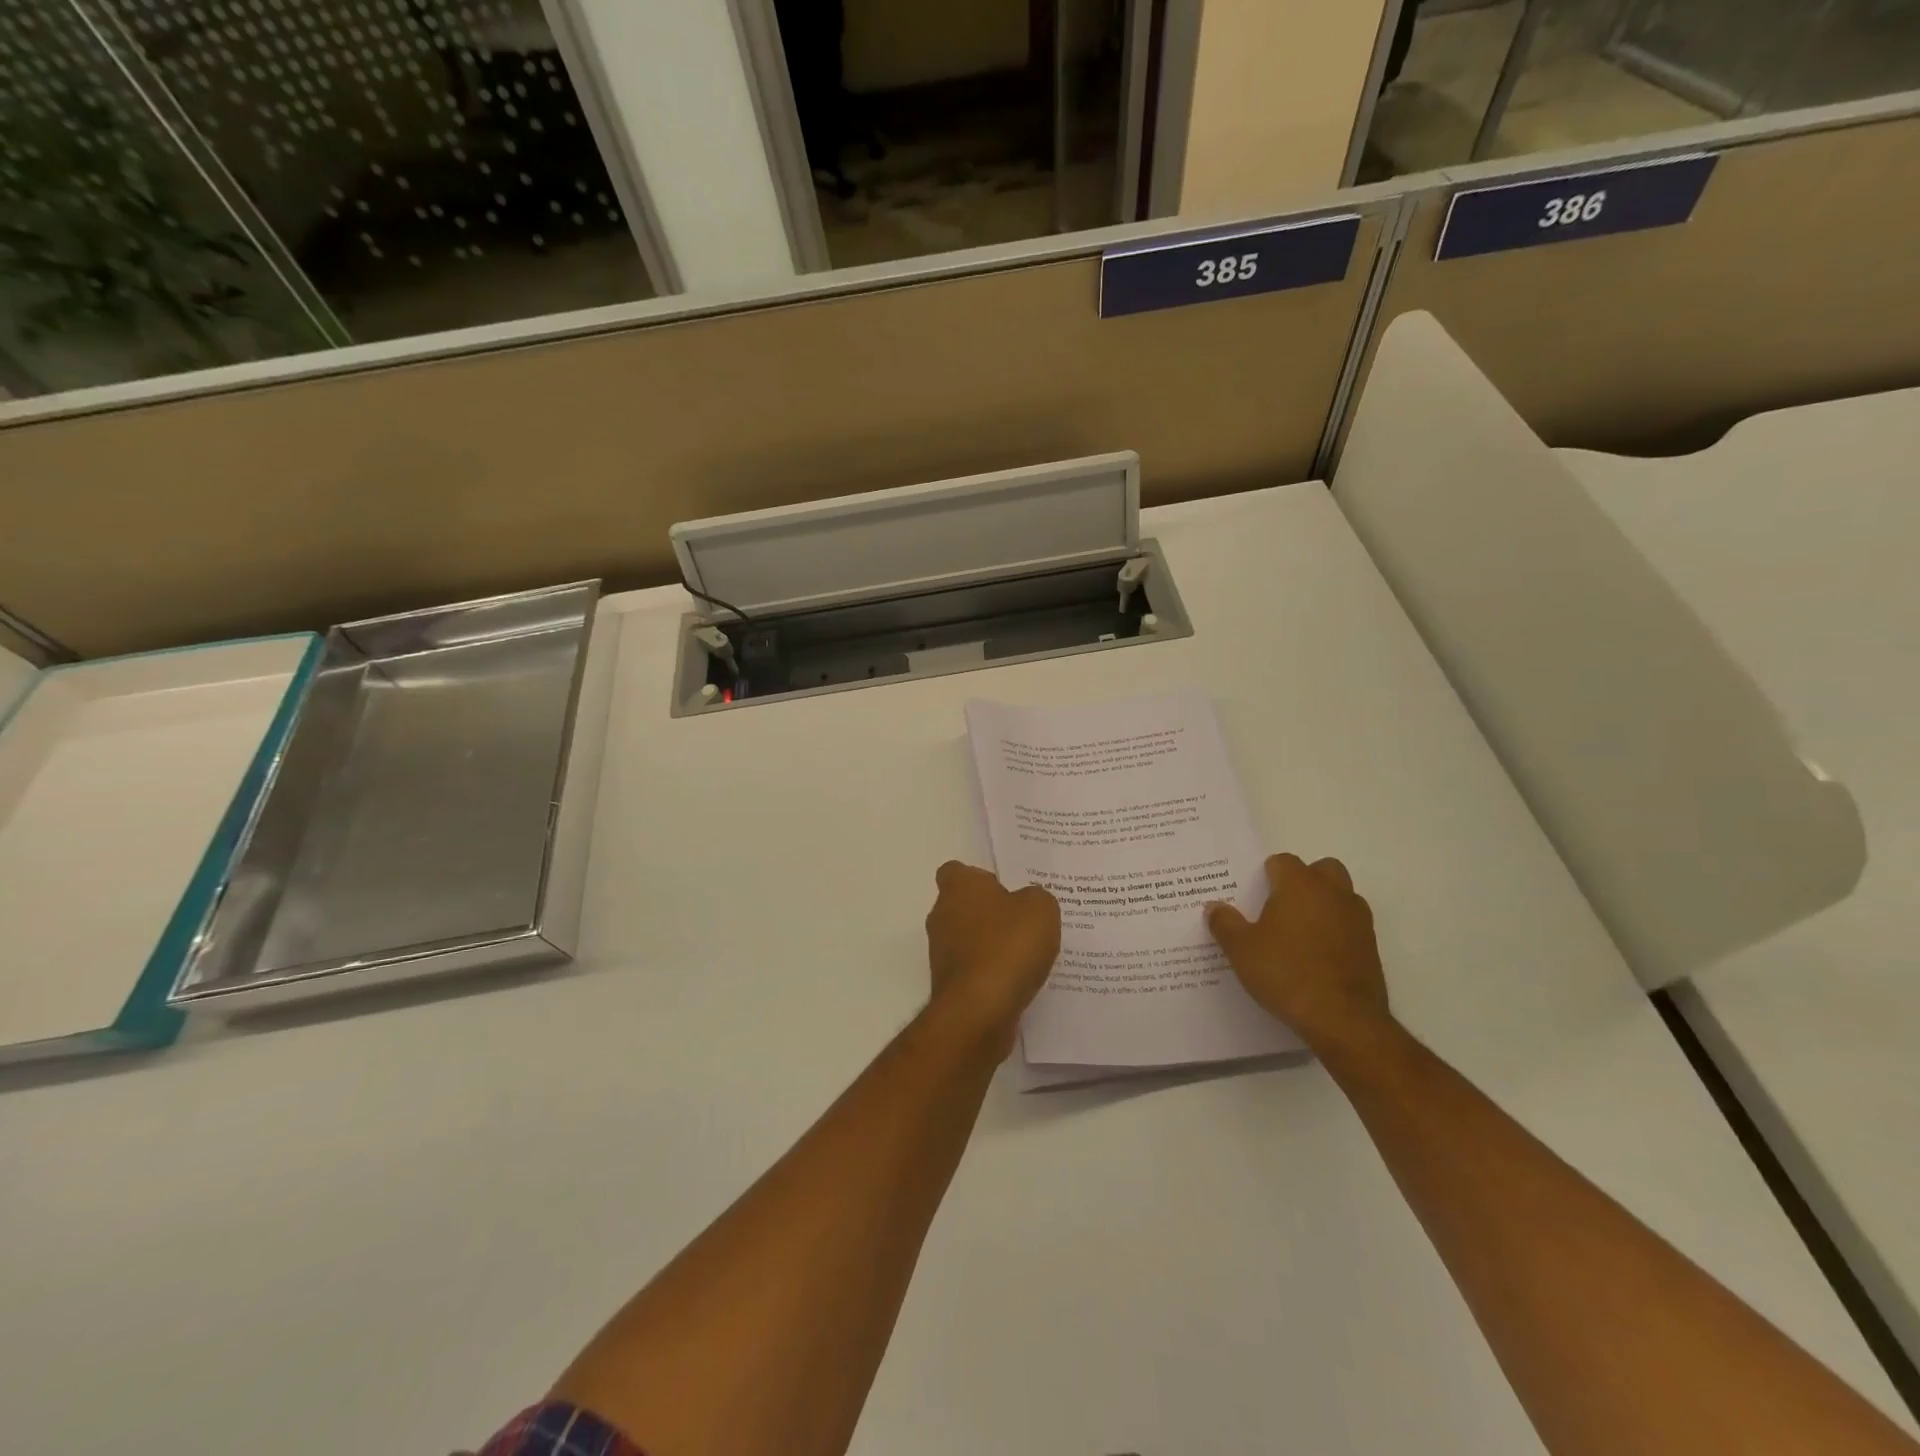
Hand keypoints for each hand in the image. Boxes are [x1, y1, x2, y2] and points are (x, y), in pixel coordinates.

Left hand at [924, 861, 1061, 1058]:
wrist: (980, 1010)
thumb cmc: (1007, 946)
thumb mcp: (1040, 909)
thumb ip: (1036, 898)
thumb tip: (1028, 903)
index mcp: (958, 887)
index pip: (957, 871)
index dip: (980, 878)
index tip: (1006, 889)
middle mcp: (941, 915)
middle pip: (964, 906)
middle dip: (990, 913)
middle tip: (1025, 921)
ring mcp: (941, 953)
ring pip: (968, 940)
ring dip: (991, 945)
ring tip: (1028, 954)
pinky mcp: (949, 985)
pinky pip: (974, 970)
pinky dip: (992, 973)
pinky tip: (1018, 981)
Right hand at [1207, 853, 1392, 1055]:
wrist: (1343, 1019)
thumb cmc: (1286, 973)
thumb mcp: (1241, 950)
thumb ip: (1225, 923)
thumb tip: (1214, 906)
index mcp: (1300, 885)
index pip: (1283, 861)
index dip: (1267, 875)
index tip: (1254, 895)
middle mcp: (1333, 893)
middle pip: (1322, 869)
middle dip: (1304, 880)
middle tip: (1280, 906)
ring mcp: (1358, 920)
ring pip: (1341, 896)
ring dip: (1324, 905)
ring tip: (1299, 932)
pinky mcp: (1371, 947)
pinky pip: (1350, 926)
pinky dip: (1337, 932)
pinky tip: (1317, 957)